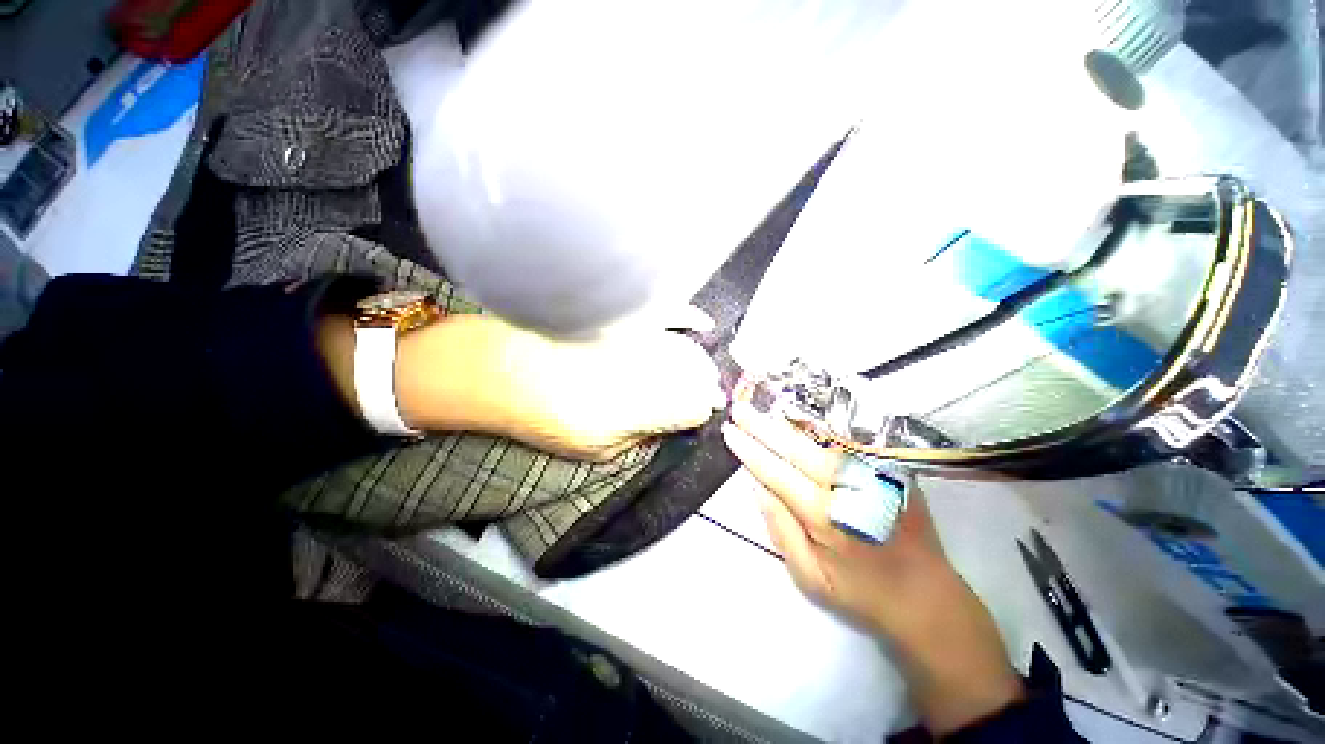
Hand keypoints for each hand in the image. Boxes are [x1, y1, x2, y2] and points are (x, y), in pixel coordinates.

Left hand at [396, 313, 723, 460]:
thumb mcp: (598, 449)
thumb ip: (639, 438)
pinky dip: (688, 318)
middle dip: (705, 386)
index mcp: (643, 406)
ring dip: (698, 361)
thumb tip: (666, 426)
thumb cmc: (546, 416)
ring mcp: (638, 338)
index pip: (694, 407)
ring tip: (701, 371)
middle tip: (706, 394)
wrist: (500, 368)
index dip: (702, 411)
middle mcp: (648, 367)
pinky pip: (666, 313)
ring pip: (686, 349)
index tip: (703, 412)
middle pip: (695, 375)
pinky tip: (702, 325)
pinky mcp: (624, 318)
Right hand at [721, 401, 1022, 734]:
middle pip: (796, 447)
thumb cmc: (861, 592)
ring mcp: (874, 474)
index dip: (750, 450)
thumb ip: (779, 527)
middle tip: (739, 409)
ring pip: (821, 438)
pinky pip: (846, 441)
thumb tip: (756, 484)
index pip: (776, 472)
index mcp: (825, 517)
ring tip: (763, 409)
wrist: (927, 596)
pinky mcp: (890, 469)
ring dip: (788, 422)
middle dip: (762, 426)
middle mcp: (849, 487)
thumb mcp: (809, 575)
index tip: (729, 432)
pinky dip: (818, 428)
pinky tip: (800, 419)